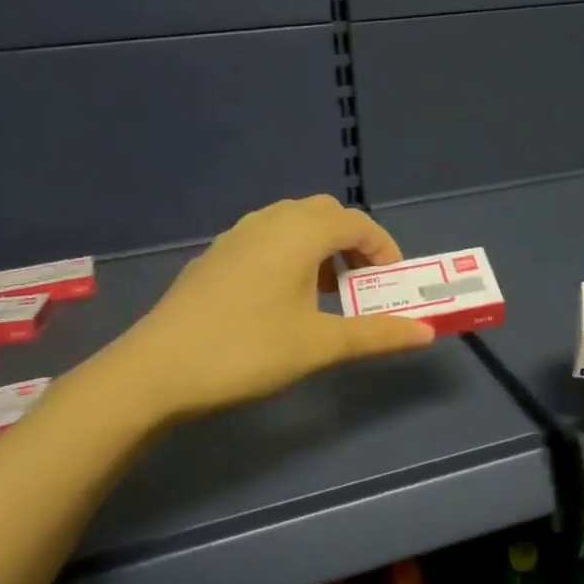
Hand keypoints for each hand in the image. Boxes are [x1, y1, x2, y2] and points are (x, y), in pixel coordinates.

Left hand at [115, 196, 436, 420]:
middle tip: (361, 285)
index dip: (384, 249)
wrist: (157, 369)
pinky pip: (266, 238)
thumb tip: (426, 333)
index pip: (357, 223)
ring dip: (320, 247)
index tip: (392, 285)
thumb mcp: (320, 345)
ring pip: (292, 223)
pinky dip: (290, 253)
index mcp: (299, 233)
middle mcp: (269, 222)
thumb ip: (376, 334)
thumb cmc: (247, 350)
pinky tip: (282, 298)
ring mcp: (236, 236)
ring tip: (325, 292)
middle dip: (352, 243)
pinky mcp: (214, 256)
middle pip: (325, 214)